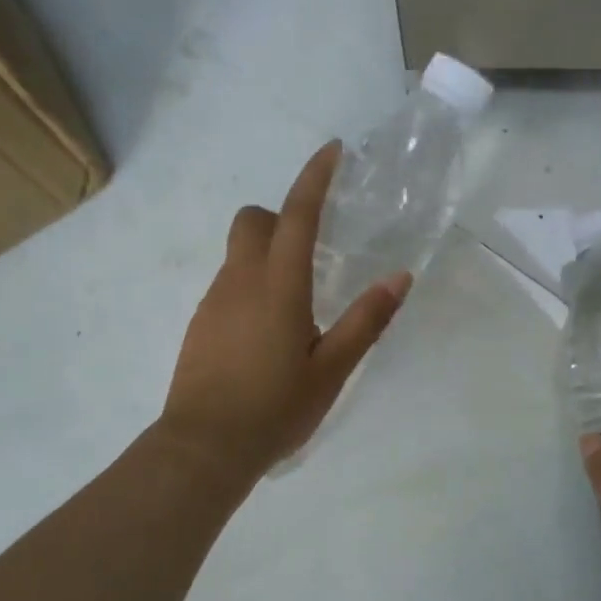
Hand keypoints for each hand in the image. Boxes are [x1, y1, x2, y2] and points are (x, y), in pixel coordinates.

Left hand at [160, 142, 410, 477]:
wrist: (203, 448)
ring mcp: (214, 301)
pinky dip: (250, 286)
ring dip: (267, 256)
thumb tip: (400, 277)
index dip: (314, 177)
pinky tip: (267, 334)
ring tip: (297, 306)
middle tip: (312, 248)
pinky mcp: (200, 324)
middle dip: (280, 216)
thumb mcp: (331, 369)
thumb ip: (366, 320)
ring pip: (238, 254)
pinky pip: (228, 285)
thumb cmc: (275, 408)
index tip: (332, 151)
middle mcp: (240, 280)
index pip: (296, 213)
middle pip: (253, 220)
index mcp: (278, 285)